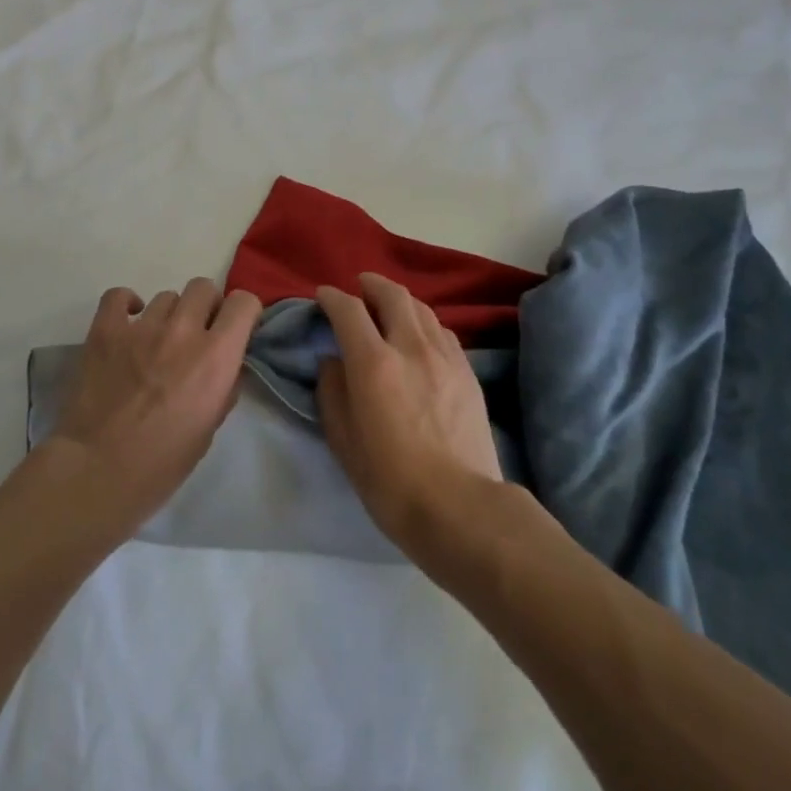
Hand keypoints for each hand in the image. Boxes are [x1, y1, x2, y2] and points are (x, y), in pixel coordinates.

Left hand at [48, 278, 263, 532]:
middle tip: (196, 335)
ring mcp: (141, 327)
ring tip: (156, 342)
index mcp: (216, 356)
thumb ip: (223, 386)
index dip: (243, 313)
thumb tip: (225, 365)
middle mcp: (183, 331)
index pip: (244, 302)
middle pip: (203, 288)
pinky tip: (128, 323)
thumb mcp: (210, 427)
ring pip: (166, 296)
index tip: (236, 329)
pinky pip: (118, 296)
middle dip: (206, 307)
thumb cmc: (162, 462)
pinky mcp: (105, 330)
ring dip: (169, 315)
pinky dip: (126, 304)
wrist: (98, 471)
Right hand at [315, 273, 503, 550]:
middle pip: (392, 295)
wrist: (458, 505)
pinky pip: (443, 332)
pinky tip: (420, 337)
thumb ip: (332, 391)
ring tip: (389, 307)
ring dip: (400, 300)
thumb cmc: (389, 480)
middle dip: (371, 284)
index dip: (332, 297)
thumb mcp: (343, 439)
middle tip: (359, 287)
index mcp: (373, 363)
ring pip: (422, 309)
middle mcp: (410, 347)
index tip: (322, 296)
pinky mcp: (468, 372)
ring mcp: (445, 357)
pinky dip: (424, 323)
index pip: (348, 310)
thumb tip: (333, 362)